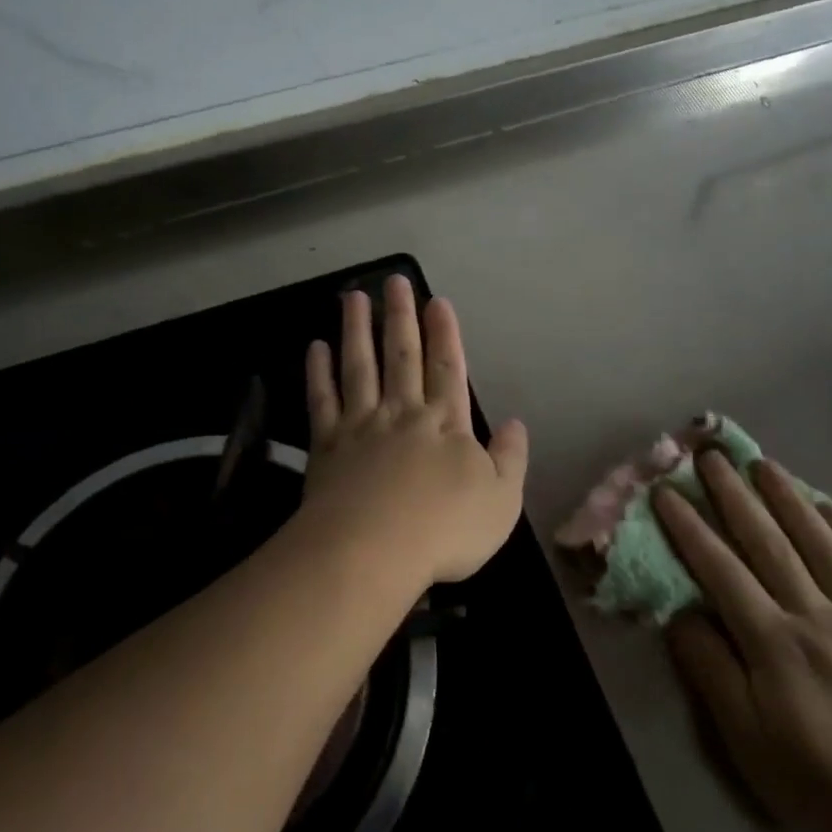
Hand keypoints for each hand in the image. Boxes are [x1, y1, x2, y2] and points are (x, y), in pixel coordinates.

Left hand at [300, 276, 528, 590]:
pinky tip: (316, 347)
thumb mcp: (501, 500)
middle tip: (394, 280)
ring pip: (360, 366)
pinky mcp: (327, 444)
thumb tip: (515, 424)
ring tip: (353, 296)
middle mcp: (403, 413)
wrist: (372, 551)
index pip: (447, 368)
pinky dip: (319, 372)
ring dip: (357, 329)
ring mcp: (361, 425)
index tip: (436, 301)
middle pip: (402, 355)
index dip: (444, 334)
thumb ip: (510, 458)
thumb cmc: (445, 530)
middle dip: (400, 316)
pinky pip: (322, 399)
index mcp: (445, 423)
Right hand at [656, 455, 831, 831]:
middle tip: (712, 455)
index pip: (719, 569)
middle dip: (735, 495)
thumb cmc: (824, 782)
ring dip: (788, 498)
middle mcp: (814, 614)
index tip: (667, 490)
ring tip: (765, 464)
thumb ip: (711, 670)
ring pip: (819, 543)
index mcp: (772, 641)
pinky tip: (831, 507)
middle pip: (767, 542)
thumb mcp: (748, 741)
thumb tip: (681, 614)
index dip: (689, 527)